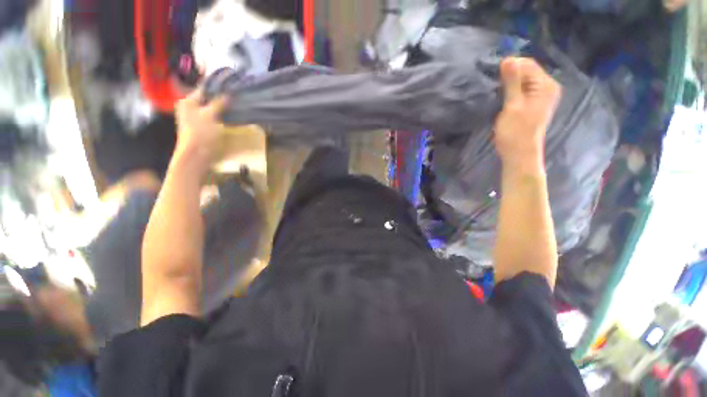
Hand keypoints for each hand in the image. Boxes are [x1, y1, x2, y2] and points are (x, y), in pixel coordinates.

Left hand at [174, 89, 228, 168]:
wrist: (196, 155)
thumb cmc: (201, 132)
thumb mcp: (210, 115)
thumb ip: (218, 103)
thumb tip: (228, 95)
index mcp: (188, 101)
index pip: (204, 90)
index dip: (217, 88)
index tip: (231, 88)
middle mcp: (190, 108)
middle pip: (207, 100)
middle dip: (221, 99)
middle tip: (235, 98)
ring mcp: (196, 118)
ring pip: (211, 109)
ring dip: (222, 109)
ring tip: (235, 106)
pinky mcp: (202, 128)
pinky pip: (213, 118)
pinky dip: (221, 117)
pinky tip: (230, 117)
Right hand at [494, 57, 560, 171]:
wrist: (519, 154)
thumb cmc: (516, 131)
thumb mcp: (513, 105)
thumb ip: (512, 82)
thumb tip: (507, 59)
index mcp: (546, 86)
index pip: (528, 64)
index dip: (510, 65)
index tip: (492, 72)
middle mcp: (546, 87)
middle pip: (526, 72)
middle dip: (509, 75)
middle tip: (491, 84)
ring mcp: (539, 96)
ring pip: (522, 82)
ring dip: (507, 84)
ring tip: (493, 90)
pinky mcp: (531, 104)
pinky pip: (521, 90)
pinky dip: (510, 91)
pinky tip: (500, 97)